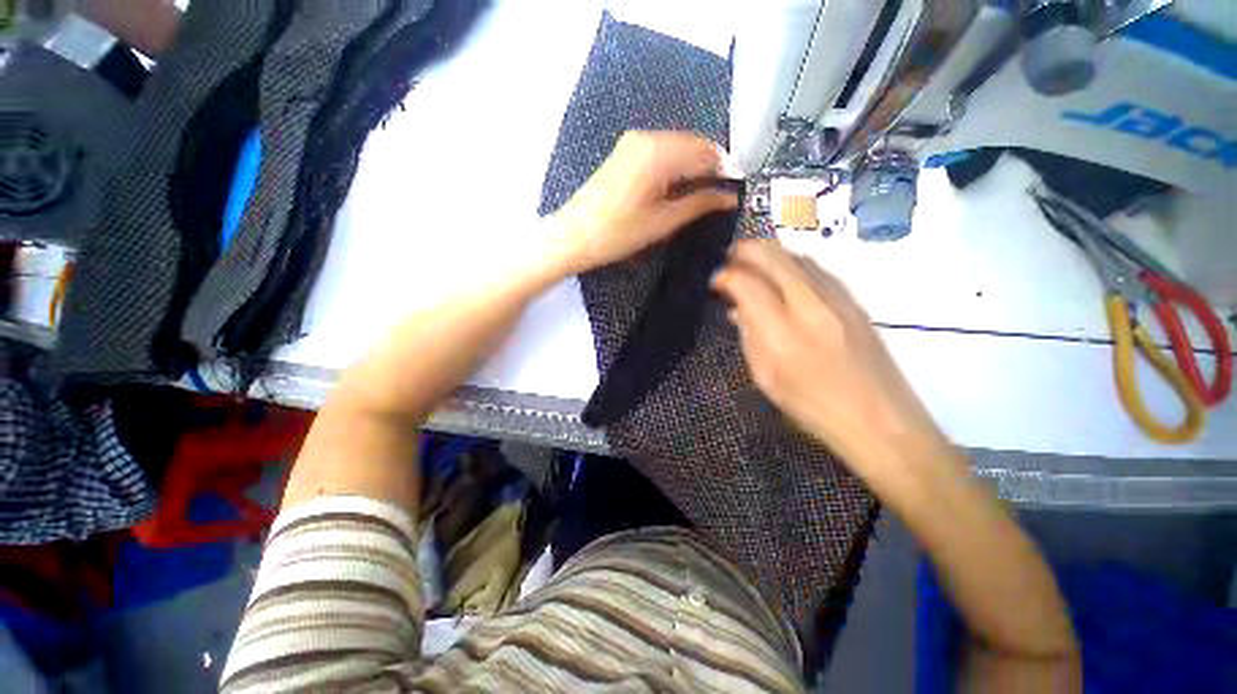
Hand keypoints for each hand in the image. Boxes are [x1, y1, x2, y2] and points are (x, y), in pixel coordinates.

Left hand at [548, 131, 740, 274]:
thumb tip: (729, 197)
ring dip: (694, 166)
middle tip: (722, 194)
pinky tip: (680, 185)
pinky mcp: (625, 151)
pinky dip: (677, 165)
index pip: (706, 151)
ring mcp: (633, 141)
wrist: (574, 235)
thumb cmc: (618, 234)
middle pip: (693, 144)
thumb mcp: (663, 222)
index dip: (726, 169)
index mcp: (659, 152)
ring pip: (678, 146)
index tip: (737, 190)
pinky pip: (662, 150)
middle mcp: (647, 137)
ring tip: (704, 193)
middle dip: (711, 166)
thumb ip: (699, 203)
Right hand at [711, 239, 949, 475]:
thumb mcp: (766, 377)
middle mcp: (810, 305)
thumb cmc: (812, 407)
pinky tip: (782, 279)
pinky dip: (790, 265)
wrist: (880, 421)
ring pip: (796, 255)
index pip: (746, 283)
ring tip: (751, 265)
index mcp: (782, 332)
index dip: (725, 275)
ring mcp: (837, 298)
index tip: (714, 281)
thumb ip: (749, 336)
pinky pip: (815, 268)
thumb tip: (737, 309)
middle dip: (745, 249)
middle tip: (728, 258)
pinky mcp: (853, 300)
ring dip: (768, 254)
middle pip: (773, 254)